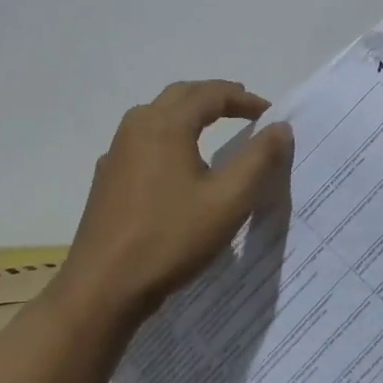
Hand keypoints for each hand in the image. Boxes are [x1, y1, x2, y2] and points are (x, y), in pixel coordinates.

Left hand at [61, 80, 293, 320]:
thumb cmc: (170, 238)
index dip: (244, 99)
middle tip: (244, 109)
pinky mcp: (107, 178)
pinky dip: (169, 135)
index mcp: (166, 124)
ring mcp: (116, 152)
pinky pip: (143, 140)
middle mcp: (137, 127)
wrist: (102, 288)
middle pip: (181, 95)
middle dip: (215, 97)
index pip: (211, 93)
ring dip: (189, 113)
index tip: (269, 115)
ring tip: (214, 127)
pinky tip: (176, 163)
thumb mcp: (229, 200)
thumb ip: (259, 158)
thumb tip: (280, 127)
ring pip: (158, 115)